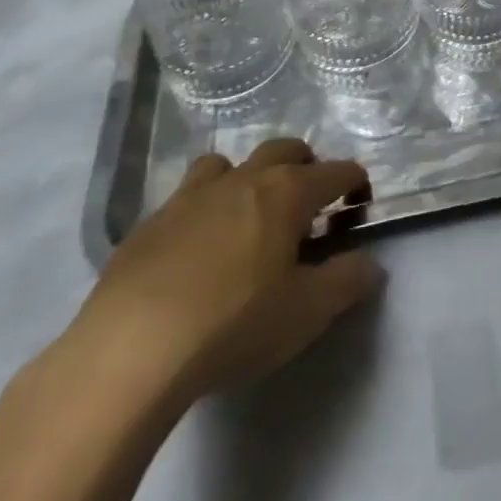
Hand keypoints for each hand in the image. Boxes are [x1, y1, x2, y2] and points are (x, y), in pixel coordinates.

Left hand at [74, 140, 381, 402]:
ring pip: (228, 163)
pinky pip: (185, 197)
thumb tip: (370, 264)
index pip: (337, 171)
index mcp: (287, 191)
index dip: (355, 184)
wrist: (130, 350)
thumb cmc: (234, 324)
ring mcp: (192, 195)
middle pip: (284, 149)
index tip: (359, 207)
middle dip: (305, 166)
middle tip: (308, 205)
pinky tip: (195, 251)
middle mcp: (244, 178)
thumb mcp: (307, 312)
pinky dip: (202, 209)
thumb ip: (347, 282)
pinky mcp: (149, 223)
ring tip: (247, 216)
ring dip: (247, 178)